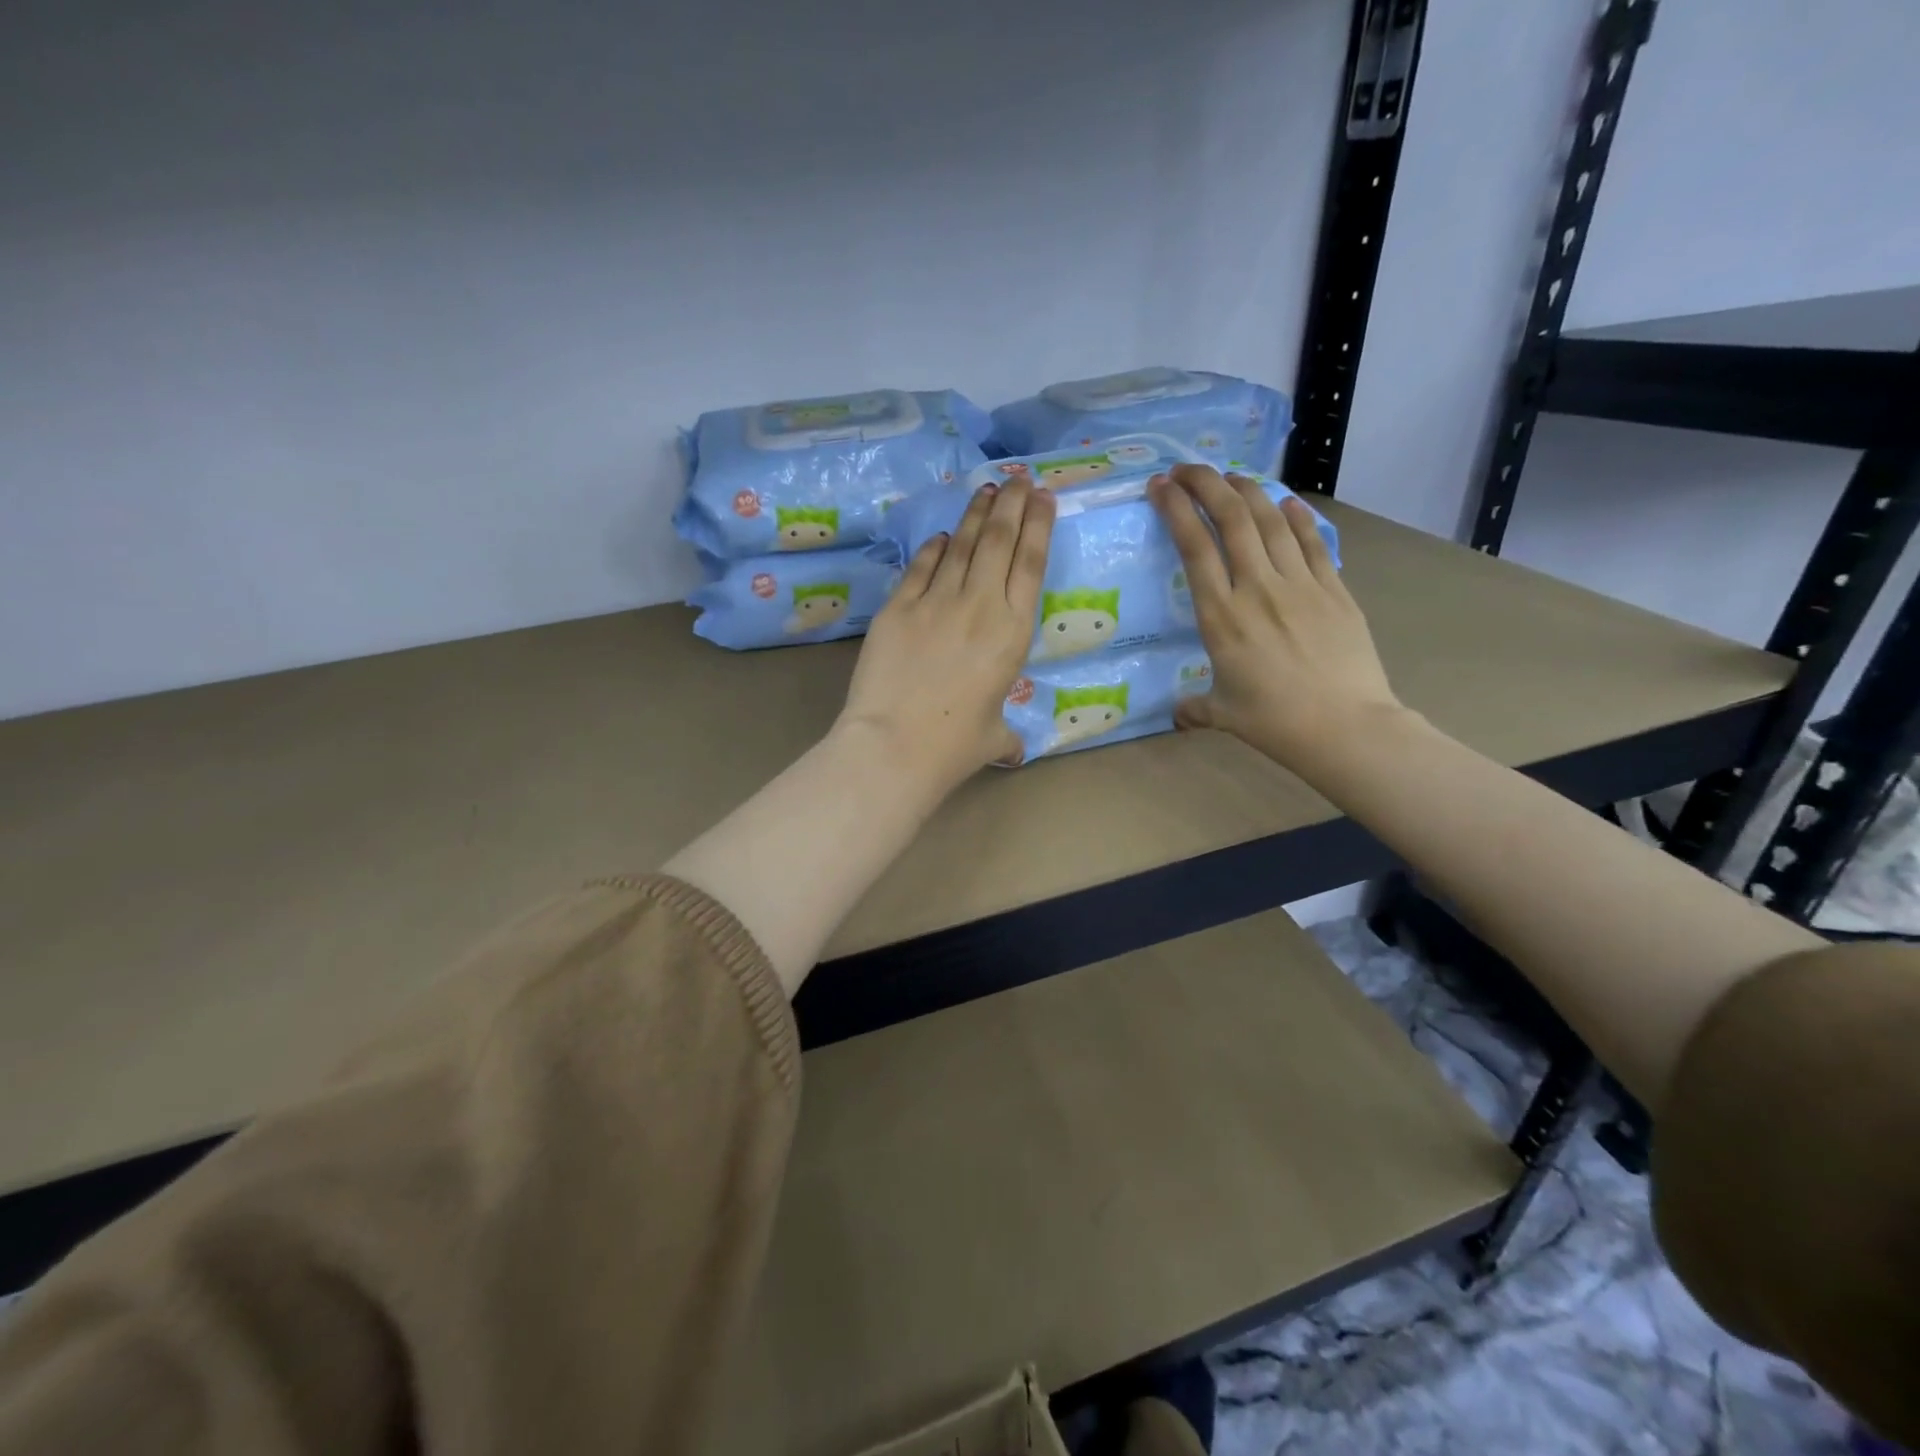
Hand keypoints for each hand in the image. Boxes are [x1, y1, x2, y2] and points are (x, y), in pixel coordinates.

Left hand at [838, 478, 1055, 789]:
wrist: (894, 744)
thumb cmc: (953, 746)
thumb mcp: (993, 738)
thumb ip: (1006, 735)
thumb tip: (1013, 751)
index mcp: (1012, 632)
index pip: (1031, 563)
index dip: (1039, 524)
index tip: (1043, 496)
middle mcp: (979, 605)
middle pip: (999, 540)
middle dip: (1012, 503)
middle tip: (1018, 477)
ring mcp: (935, 601)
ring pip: (961, 544)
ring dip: (976, 513)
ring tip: (987, 490)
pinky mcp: (898, 606)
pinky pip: (921, 566)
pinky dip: (933, 547)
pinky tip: (940, 534)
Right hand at [1148, 464, 1401, 770]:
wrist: (1345, 726)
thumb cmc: (1275, 722)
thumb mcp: (1223, 714)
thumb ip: (1195, 707)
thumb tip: (1180, 715)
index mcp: (1221, 617)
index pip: (1194, 548)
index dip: (1176, 510)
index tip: (1160, 486)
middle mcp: (1256, 589)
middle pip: (1231, 519)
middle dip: (1206, 484)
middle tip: (1188, 469)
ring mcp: (1299, 584)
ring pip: (1270, 521)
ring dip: (1248, 491)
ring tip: (1230, 477)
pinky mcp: (1334, 589)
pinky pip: (1312, 542)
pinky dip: (1296, 518)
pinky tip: (1285, 503)